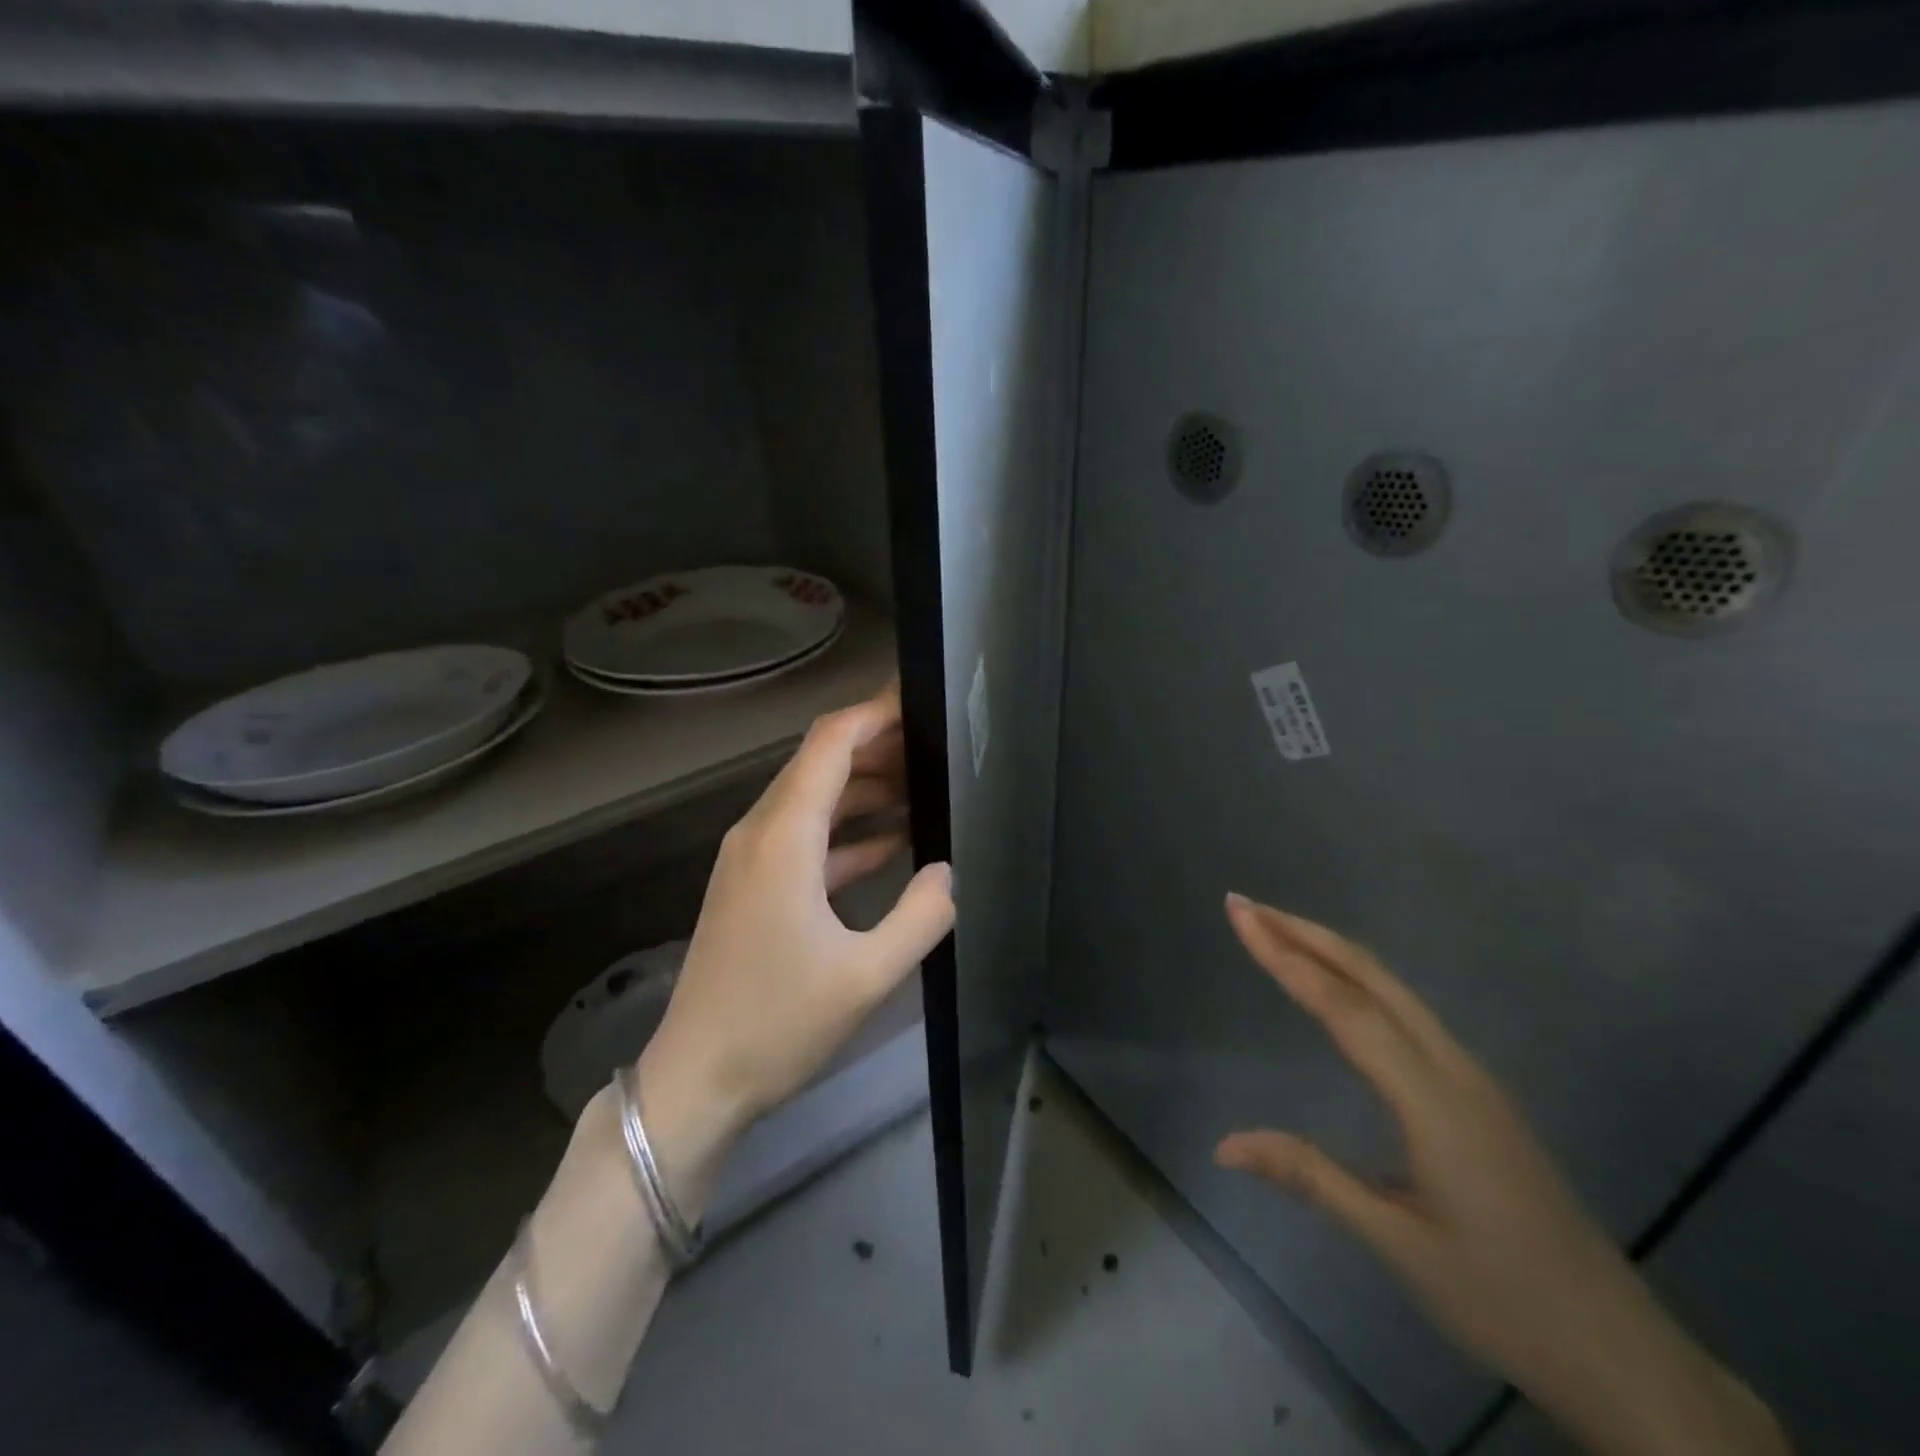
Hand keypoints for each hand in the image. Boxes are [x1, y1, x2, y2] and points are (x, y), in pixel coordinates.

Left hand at [638, 689, 954, 1200]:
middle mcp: (760, 833)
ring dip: (865, 790)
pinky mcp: (752, 887)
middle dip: (878, 748)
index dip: (874, 714)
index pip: (830, 744)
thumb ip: (920, 915)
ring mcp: (751, 860)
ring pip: (813, 800)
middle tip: (936, 748)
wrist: (697, 1081)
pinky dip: (847, 832)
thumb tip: (948, 872)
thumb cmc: (778, 1024)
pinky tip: (891, 843)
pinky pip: (805, 838)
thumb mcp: (866, 975)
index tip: (920, 702)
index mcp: (783, 838)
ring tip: (924, 789)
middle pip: (820, 764)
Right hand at [1215, 894, 1788, 1455]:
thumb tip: (1224, 1144)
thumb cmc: (1504, 1299)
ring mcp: (1472, 1077)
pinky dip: (1358, 979)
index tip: (1241, 915)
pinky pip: (1407, 1012)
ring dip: (1331, 950)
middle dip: (1305, 934)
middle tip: (1246, 905)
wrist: (1621, 1353)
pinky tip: (1339, 986)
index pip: (1343, 1007)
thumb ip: (1310, 1177)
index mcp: (1433, 1099)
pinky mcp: (1478, 1092)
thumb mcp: (1397, 1245)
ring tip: (1278, 929)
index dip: (1285, 956)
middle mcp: (1454, 1069)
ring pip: (1393, 989)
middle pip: (1372, 978)